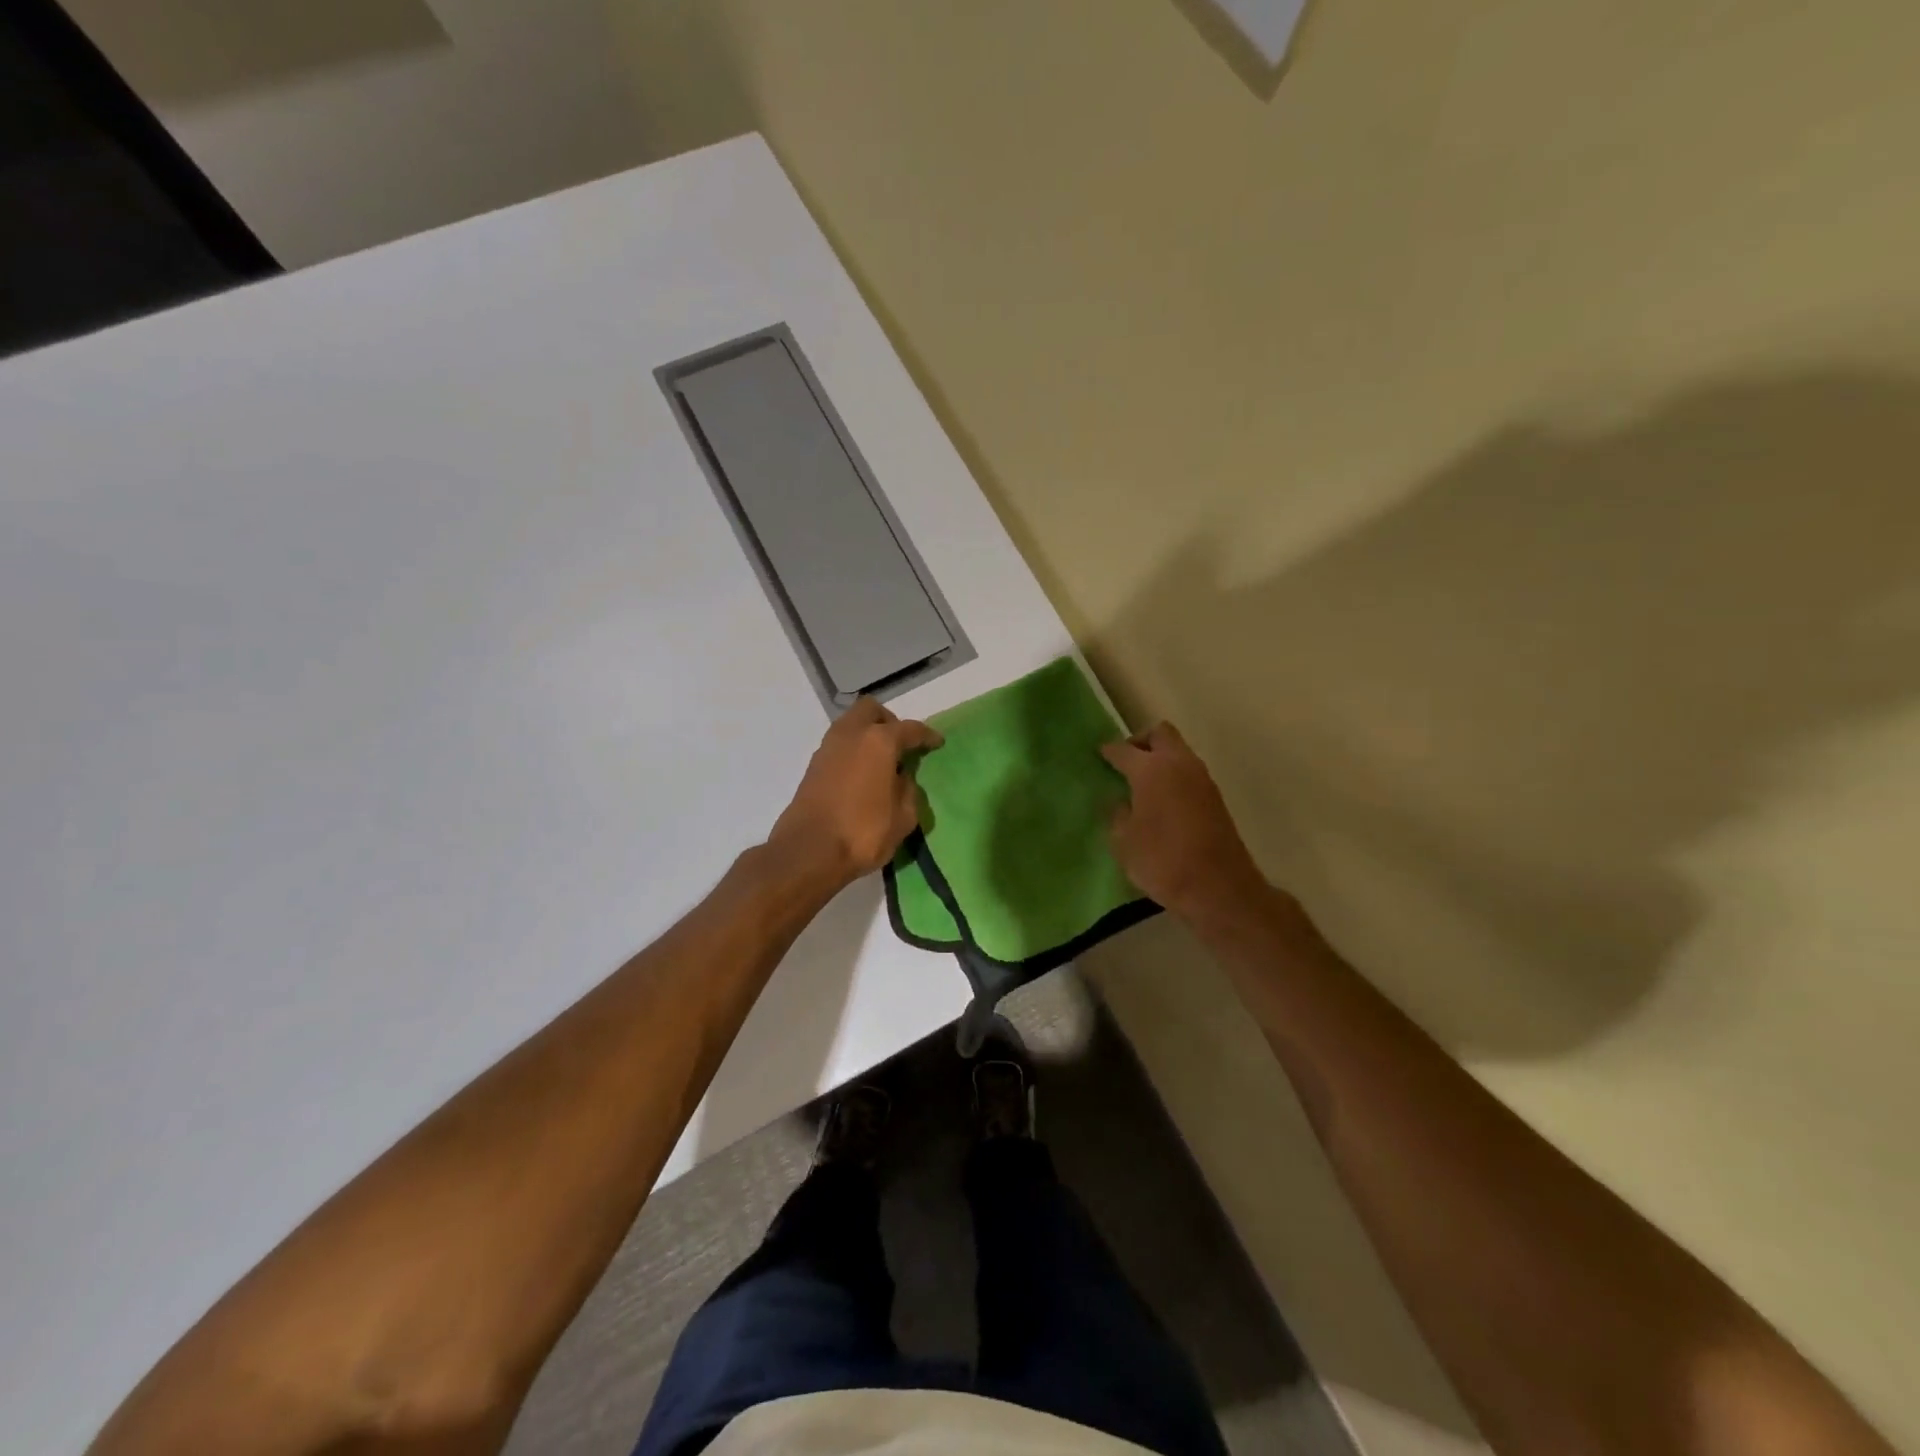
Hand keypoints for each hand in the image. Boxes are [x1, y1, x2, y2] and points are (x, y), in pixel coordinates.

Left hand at [768, 698, 941, 889]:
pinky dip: (853, 750)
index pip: (910, 729)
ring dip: (867, 734)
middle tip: (901, 745)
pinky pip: (839, 745)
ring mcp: (828, 748)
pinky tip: (862, 775)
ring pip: (850, 724)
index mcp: (879, 741)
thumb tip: (903, 780)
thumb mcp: (903, 817)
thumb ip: (909, 792)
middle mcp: (851, 735)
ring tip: (882, 762)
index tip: (937, 742)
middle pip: (871, 710)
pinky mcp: (813, 766)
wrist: (809, 851)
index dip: (927, 736)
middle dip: (889, 722)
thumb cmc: (863, 832)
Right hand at [1101, 722, 1267, 919]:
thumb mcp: (1124, 842)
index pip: (1123, 750)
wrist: (1218, 888)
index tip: (1098, 756)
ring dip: (1160, 759)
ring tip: (1141, 785)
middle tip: (1125, 763)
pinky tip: (1161, 802)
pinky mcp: (1215, 798)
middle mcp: (1179, 764)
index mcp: (1151, 770)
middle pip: (1160, 734)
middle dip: (1140, 742)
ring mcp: (1202, 779)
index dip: (1108, 752)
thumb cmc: (1162, 862)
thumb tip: (1120, 802)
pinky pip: (1188, 773)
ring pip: (1178, 752)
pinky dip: (1173, 777)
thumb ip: (1117, 815)